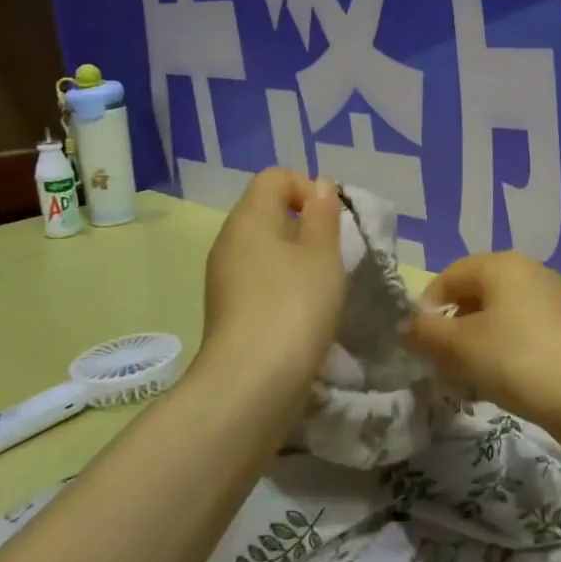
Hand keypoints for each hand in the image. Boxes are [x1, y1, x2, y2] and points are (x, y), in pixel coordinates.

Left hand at [199, 169, 345, 393]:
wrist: (252, 383)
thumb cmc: (294, 306)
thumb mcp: (322, 254)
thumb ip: (323, 215)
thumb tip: (320, 186)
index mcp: (249, 218)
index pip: (276, 177)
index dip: (308, 189)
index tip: (333, 223)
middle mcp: (229, 242)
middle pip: (270, 212)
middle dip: (307, 227)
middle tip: (335, 256)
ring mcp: (225, 279)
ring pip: (267, 250)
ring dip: (299, 260)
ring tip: (325, 287)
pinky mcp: (229, 311)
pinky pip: (261, 281)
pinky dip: (285, 287)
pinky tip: (305, 313)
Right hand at [401, 251, 560, 423]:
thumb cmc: (515, 360)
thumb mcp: (459, 347)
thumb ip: (426, 333)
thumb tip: (404, 326)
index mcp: (502, 263)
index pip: (450, 275)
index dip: (427, 307)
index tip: (420, 343)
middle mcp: (530, 269)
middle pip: (476, 292)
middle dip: (454, 325)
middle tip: (443, 361)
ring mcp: (555, 295)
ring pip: (501, 312)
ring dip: (478, 338)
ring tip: (470, 374)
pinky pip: (525, 327)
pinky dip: (506, 346)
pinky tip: (504, 377)